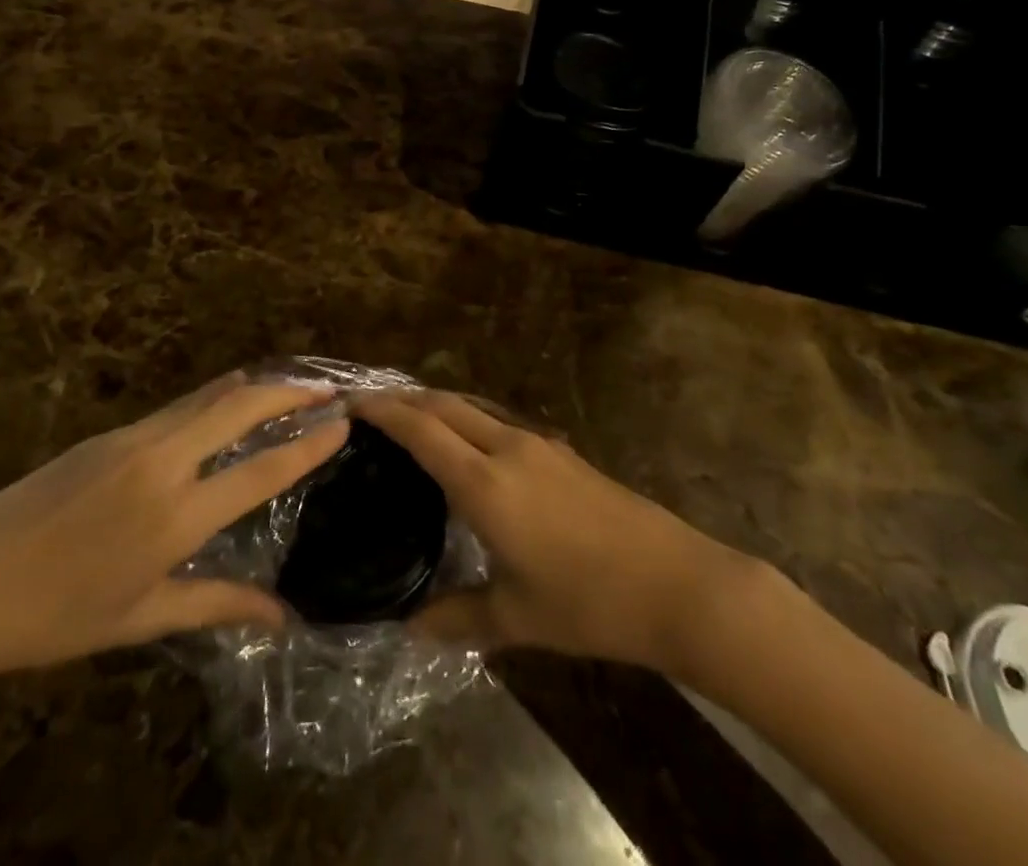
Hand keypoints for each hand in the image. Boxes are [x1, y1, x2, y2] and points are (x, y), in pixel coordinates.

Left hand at [0, 374, 347, 674]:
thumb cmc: (56, 617)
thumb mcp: (140, 618)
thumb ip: (217, 605)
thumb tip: (282, 617)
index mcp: (176, 517)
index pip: (260, 471)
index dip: (307, 446)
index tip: (342, 422)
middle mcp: (162, 462)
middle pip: (240, 408)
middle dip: (289, 393)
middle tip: (326, 389)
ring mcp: (133, 439)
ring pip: (208, 397)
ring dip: (253, 387)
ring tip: (288, 385)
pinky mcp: (109, 433)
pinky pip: (178, 406)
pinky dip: (215, 397)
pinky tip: (226, 401)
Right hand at [353, 391, 773, 674]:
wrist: (677, 582)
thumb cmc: (590, 601)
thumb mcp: (517, 618)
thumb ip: (458, 618)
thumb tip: (410, 629)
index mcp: (486, 483)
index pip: (422, 430)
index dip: (384, 411)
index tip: (351, 402)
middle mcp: (508, 448)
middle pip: (445, 404)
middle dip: (404, 398)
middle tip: (369, 407)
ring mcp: (539, 445)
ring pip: (474, 407)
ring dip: (438, 404)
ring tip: (410, 419)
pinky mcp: (562, 452)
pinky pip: (498, 421)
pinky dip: (467, 419)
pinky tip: (468, 447)